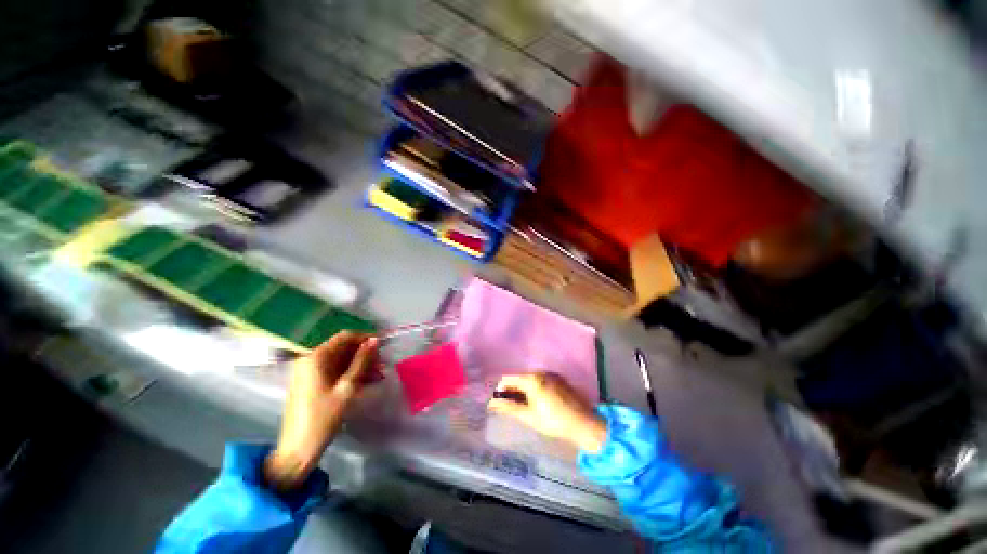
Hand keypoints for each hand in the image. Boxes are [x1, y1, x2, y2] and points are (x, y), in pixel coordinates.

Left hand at [264, 331, 377, 490]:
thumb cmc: (322, 418)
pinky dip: (351, 373)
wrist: (297, 450)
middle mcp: (310, 360)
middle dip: (365, 354)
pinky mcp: (312, 383)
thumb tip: (375, 341)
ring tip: (379, 374)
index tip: (384, 345)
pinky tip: (368, 382)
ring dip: (361, 365)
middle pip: (343, 348)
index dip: (366, 338)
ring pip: (341, 360)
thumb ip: (361, 362)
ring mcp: (309, 372)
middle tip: (383, 364)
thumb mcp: (347, 388)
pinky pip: (335, 371)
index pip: (345, 337)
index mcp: (315, 358)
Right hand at [488, 373, 606, 453]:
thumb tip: (491, 403)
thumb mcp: (529, 416)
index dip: (501, 390)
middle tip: (511, 407)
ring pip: (530, 379)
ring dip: (523, 390)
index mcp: (532, 378)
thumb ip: (509, 408)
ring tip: (525, 407)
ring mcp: (552, 374)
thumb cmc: (553, 421)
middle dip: (512, 391)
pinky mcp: (560, 379)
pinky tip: (538, 403)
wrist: (584, 424)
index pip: (508, 378)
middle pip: (519, 377)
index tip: (499, 403)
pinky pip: (541, 380)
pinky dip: (535, 389)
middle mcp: (541, 372)